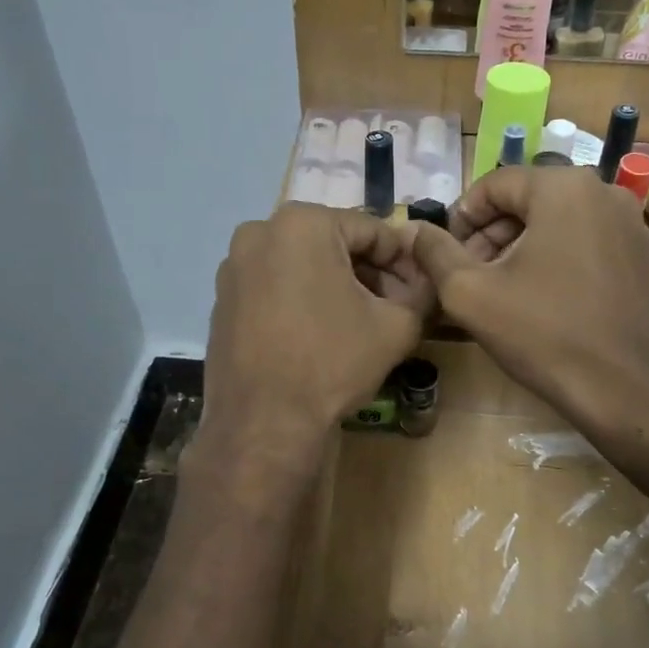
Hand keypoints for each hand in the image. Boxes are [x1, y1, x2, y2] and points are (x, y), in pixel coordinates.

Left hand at [199, 205, 430, 474]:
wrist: (264, 423)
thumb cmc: (332, 363)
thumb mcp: (396, 327)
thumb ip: (421, 293)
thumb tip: (427, 283)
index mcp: (302, 224)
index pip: (372, 230)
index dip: (403, 260)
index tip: (421, 287)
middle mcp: (259, 233)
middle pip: (333, 244)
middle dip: (368, 272)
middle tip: (395, 307)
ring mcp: (233, 268)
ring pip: (301, 266)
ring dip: (335, 286)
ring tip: (359, 323)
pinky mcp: (221, 301)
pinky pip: (274, 288)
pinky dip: (301, 301)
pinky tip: (320, 335)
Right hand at [404, 167, 648, 434]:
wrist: (618, 388)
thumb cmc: (541, 333)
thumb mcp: (469, 292)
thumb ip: (435, 253)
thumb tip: (413, 230)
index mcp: (563, 186)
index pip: (494, 185)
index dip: (461, 219)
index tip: (445, 258)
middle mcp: (603, 190)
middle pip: (526, 200)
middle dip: (489, 235)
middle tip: (468, 277)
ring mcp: (628, 222)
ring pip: (554, 220)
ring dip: (517, 248)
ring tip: (498, 291)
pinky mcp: (638, 254)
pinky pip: (582, 240)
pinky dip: (552, 257)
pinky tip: (537, 298)